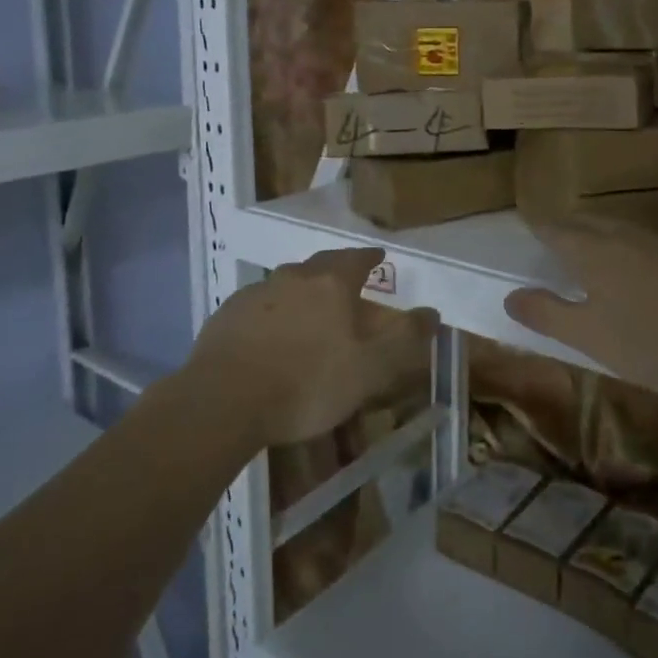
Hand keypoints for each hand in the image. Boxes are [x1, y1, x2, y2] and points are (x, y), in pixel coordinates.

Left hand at [192, 246, 437, 445]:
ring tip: (309, 311)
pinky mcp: (226, 315)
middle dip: (336, 269)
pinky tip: (269, 336)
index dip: (370, 257)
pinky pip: (258, 306)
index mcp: (331, 284)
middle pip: (320, 264)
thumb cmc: (307, 383)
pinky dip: (271, 313)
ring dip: (301, 291)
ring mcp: (256, 294)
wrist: (224, 401)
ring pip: (286, 283)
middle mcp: (293, 277)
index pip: (357, 258)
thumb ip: (404, 339)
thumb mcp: (370, 369)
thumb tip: (434, 312)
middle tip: (346, 281)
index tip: (379, 256)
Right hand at [504, 217, 657, 396]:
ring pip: (614, 228)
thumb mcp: (589, 336)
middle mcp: (621, 235)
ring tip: (585, 251)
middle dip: (564, 228)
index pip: (553, 229)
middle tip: (550, 240)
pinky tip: (632, 270)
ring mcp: (656, 242)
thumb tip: (510, 295)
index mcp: (591, 249)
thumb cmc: (651, 337)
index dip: (536, 228)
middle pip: (584, 223)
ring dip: (594, 235)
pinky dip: (622, 247)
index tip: (525, 228)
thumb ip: (547, 314)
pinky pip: (639, 241)